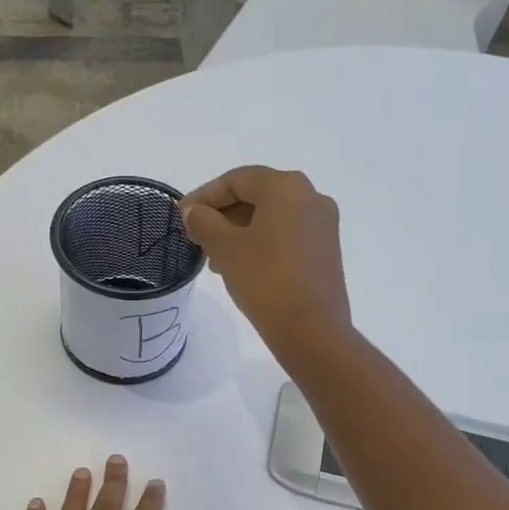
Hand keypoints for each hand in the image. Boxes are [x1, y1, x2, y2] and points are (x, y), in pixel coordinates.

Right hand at [179, 166, 350, 357]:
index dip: (204, 196)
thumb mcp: (224, 248)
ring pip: (271, 217)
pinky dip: (261, 243)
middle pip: (256, 195)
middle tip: (196, 237)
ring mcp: (323, 224)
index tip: (182, 216)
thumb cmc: (265, 280)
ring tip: (215, 259)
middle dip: (222, 215)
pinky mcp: (326, 250)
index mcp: (286, 187)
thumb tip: (193, 211)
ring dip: (240, 231)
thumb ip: (203, 222)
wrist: (312, 329)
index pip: (236, 180)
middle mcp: (310, 196)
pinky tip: (242, 266)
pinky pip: (287, 235)